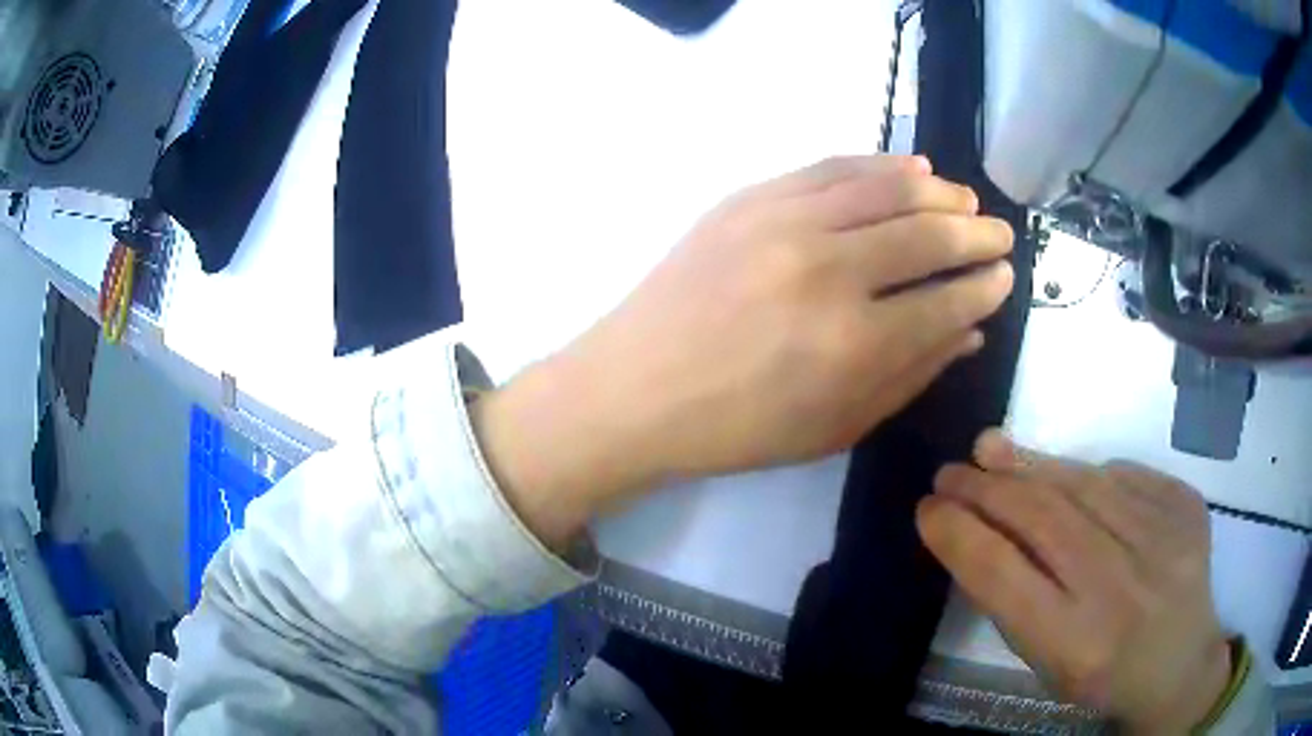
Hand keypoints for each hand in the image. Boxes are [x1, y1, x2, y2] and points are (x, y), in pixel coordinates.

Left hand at [473, 154, 1013, 547]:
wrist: (636, 389)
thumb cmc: (738, 427)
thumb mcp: (835, 426)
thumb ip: (911, 375)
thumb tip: (970, 329)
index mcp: (854, 345)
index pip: (948, 300)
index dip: (985, 286)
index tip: (1004, 276)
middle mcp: (829, 271)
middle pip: (927, 234)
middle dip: (976, 234)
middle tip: (1000, 234)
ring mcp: (784, 223)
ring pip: (886, 187)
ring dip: (939, 192)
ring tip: (965, 201)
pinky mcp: (750, 198)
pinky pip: (832, 167)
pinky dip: (881, 165)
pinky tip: (913, 170)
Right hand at [918, 430, 1231, 732]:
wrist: (1181, 666)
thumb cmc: (1104, 679)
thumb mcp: (1049, 663)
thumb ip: (1014, 602)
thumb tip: (977, 531)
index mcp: (1077, 644)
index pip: (1004, 575)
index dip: (960, 535)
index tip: (927, 509)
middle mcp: (1121, 589)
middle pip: (1044, 519)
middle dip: (987, 489)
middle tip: (950, 472)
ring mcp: (1162, 540)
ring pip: (1084, 485)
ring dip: (1029, 464)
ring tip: (991, 450)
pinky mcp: (1186, 507)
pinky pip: (1125, 476)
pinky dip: (1086, 472)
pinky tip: (1065, 476)